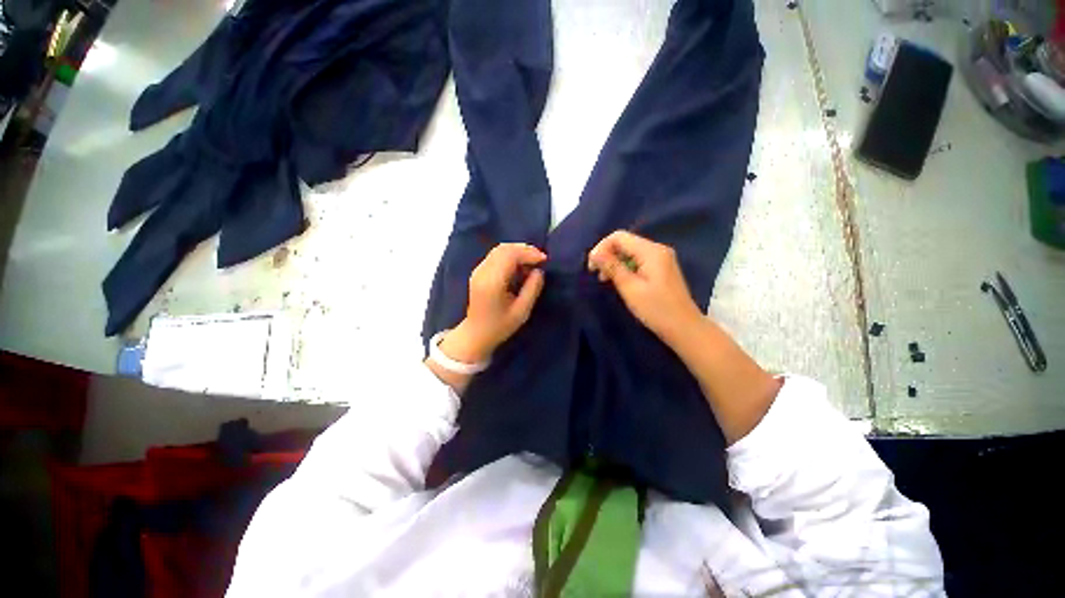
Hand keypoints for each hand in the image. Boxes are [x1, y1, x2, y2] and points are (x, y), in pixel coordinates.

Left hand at [442, 243, 545, 363]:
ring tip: (532, 262)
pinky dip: (510, 255)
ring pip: (499, 249)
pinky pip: (495, 256)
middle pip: (504, 248)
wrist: (475, 334)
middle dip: (524, 249)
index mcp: (493, 282)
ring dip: (517, 251)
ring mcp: (478, 270)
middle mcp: (483, 272)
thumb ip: (532, 289)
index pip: (510, 255)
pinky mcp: (478, 272)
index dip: (529, 253)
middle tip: (540, 259)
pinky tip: (519, 266)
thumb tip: (539, 271)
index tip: (544, 260)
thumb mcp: (521, 312)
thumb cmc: (500, 326)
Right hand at [588, 230, 703, 343]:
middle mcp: (657, 249)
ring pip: (630, 252)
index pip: (619, 236)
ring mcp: (661, 259)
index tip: (592, 267)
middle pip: (625, 242)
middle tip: (596, 274)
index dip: (601, 248)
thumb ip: (612, 267)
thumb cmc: (656, 309)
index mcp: (651, 251)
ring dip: (615, 262)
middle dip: (607, 255)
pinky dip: (625, 267)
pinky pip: (638, 260)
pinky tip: (620, 281)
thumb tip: (594, 253)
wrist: (684, 328)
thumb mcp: (630, 288)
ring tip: (605, 280)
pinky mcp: (661, 269)